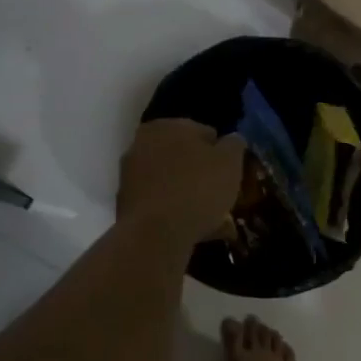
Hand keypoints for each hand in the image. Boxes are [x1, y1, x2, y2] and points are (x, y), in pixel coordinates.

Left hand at [117, 119, 246, 243]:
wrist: (155, 234)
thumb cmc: (197, 188)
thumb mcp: (230, 162)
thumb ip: (234, 145)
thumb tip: (232, 140)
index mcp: (167, 126)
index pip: (204, 133)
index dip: (222, 153)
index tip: (233, 173)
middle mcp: (143, 144)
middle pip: (185, 158)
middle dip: (204, 175)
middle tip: (224, 195)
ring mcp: (131, 175)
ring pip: (173, 182)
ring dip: (192, 196)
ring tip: (216, 221)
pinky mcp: (127, 203)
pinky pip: (162, 203)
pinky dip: (177, 212)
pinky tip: (197, 230)